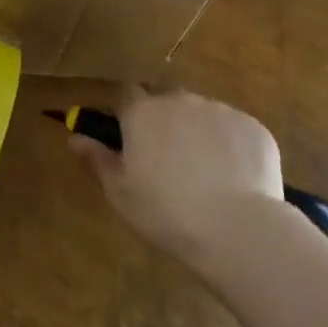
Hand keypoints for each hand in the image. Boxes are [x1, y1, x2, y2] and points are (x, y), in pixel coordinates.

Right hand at [70, 89, 286, 269]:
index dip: (125, 116)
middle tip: (170, 166)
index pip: (125, 96)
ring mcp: (219, 110)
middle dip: (165, 125)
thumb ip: (97, 160)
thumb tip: (74, 137)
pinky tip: (236, 182)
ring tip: (208, 179)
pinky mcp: (253, 127)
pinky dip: (232, 148)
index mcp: (143, 112)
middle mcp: (179, 100)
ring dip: (199, 135)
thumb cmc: (167, 213)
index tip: (130, 142)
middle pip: (166, 103)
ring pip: (202, 115)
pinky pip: (235, 131)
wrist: (239, 230)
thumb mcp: (121, 194)